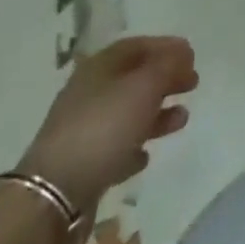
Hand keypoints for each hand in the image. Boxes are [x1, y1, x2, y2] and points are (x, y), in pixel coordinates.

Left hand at [20, 35, 198, 214]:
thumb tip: (183, 53)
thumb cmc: (104, 128)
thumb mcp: (145, 86)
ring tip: (182, 120)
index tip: (193, 56)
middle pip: (134, 78)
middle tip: (193, 85)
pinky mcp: (80, 165)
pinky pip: (113, 147)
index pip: (139, 45)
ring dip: (157, 113)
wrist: (51, 198)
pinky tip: (145, 156)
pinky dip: (133, 145)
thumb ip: (168, 66)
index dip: (167, 47)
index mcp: (101, 66)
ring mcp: (82, 130)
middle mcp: (90, 92)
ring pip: (127, 113)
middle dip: (165, 79)